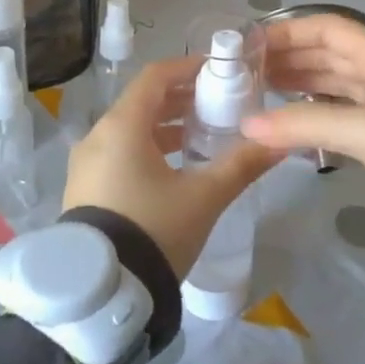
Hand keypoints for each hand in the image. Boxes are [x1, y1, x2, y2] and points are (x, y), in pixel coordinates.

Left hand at [63, 57, 281, 277]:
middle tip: (216, 105)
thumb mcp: (204, 197)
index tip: (216, 72)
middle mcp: (97, 136)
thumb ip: (242, 164)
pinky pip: (117, 152)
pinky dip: (145, 148)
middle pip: (142, 102)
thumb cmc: (154, 230)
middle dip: (180, 100)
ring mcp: (85, 164)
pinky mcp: (84, 189)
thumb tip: (280, 140)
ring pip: (129, 129)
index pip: (155, 76)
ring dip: (164, 127)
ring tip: (200, 138)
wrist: (102, 295)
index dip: (187, 68)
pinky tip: (171, 170)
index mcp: (121, 125)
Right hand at [242, 15, 364, 202]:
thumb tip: (247, 125)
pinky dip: (315, 108)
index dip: (289, 31)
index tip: (252, 45)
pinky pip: (341, 107)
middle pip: (326, 53)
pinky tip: (293, 120)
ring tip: (261, 92)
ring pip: (333, 80)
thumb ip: (306, 124)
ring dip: (299, 82)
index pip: (326, 28)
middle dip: (288, 58)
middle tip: (247, 73)